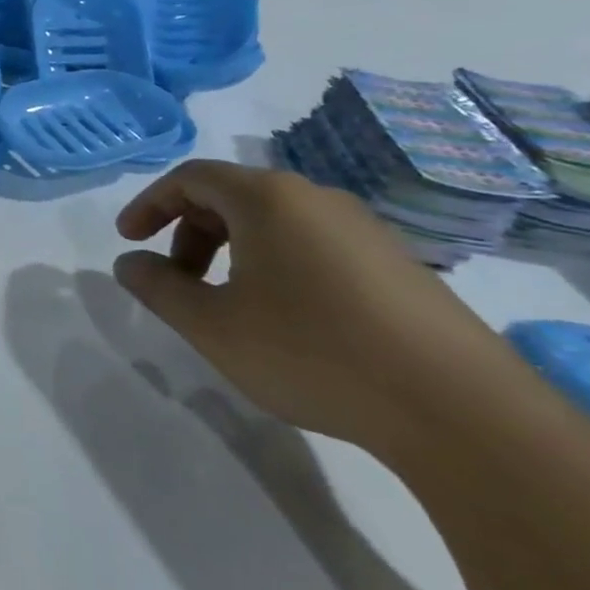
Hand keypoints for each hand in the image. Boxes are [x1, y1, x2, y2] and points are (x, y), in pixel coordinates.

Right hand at [112, 161, 517, 455]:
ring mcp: (365, 230)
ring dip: (231, 250)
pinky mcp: (398, 264)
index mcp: (267, 199)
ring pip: (275, 222)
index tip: (128, 240)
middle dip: (189, 232)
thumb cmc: (312, 352)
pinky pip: (314, 245)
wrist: (461, 411)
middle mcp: (317, 198)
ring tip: (227, 304)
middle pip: (232, 196)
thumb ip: (158, 288)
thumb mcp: (212, 325)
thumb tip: (130, 263)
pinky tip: (286, 319)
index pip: (191, 178)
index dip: (149, 204)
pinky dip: (276, 265)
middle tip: (175, 280)